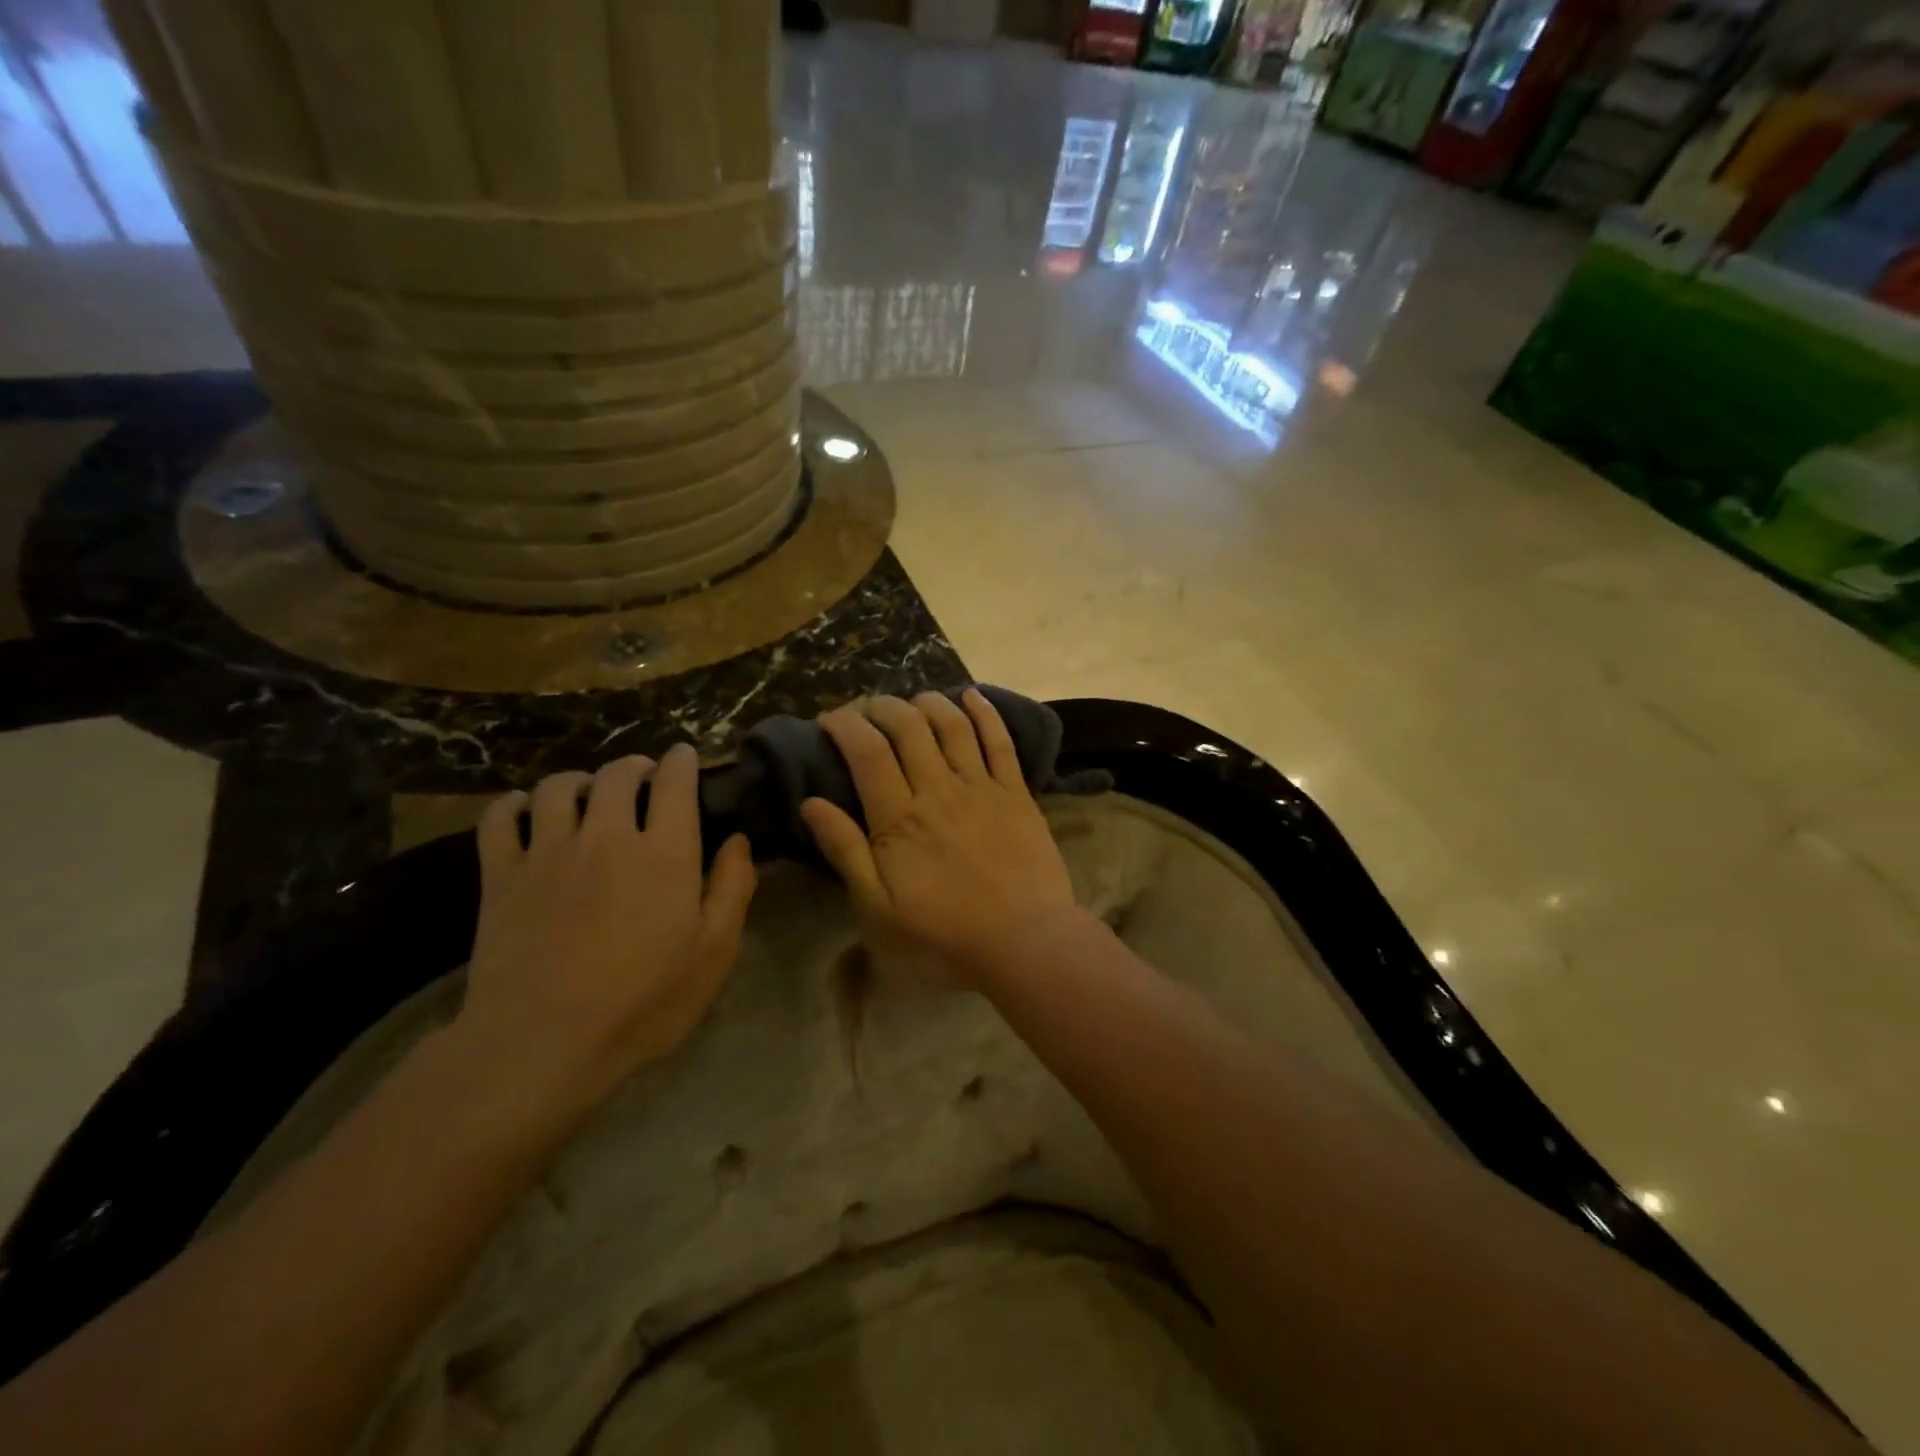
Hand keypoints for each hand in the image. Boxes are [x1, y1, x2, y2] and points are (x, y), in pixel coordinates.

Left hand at [457, 746, 756, 1115]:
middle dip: (634, 766)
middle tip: (642, 777)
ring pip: (559, 787)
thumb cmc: (643, 1002)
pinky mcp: (501, 875)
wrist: (542, 1042)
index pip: (674, 783)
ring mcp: (548, 851)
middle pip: (617, 775)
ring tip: (587, 793)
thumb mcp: (713, 953)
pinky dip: (515, 804)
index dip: (681, 761)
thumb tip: (738, 841)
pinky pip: (501, 818)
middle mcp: (607, 836)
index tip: (684, 755)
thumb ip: (732, 889)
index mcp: (664, 853)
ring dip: (579, 780)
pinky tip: (526, 810)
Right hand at [801, 691, 1080, 982]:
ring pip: (952, 726)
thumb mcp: (878, 908)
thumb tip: (810, 802)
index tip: (829, 719)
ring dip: (929, 703)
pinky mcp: (1017, 794)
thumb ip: (846, 852)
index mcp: (899, 818)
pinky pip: (1000, 742)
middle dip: (882, 707)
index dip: (845, 725)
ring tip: (912, 699)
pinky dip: (986, 714)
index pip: (867, 752)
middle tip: (867, 709)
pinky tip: (973, 696)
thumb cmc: (943, 935)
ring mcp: (982, 787)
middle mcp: (939, 789)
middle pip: (908, 728)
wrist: (1024, 943)